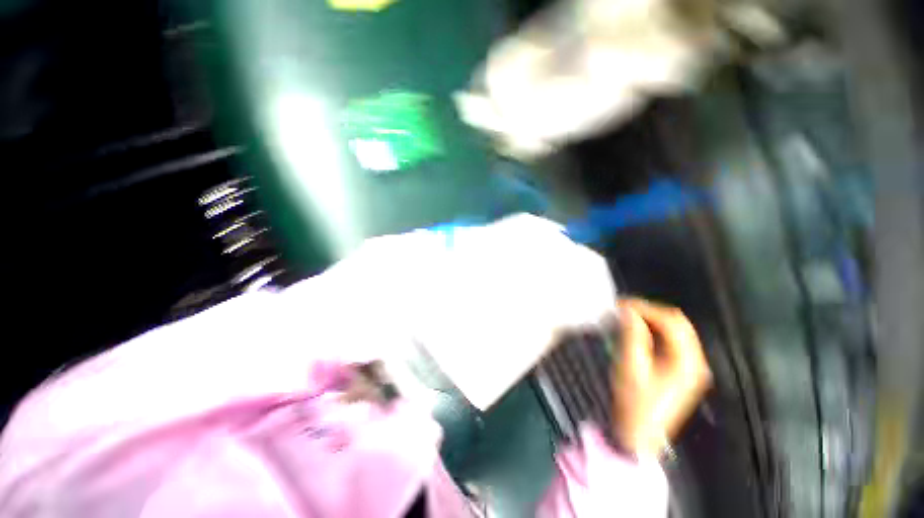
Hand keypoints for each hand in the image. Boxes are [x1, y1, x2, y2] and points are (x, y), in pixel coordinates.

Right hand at [610, 299, 711, 457]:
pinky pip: (672, 340)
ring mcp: (691, 365)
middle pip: (678, 323)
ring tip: (628, 316)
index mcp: (687, 362)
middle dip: (650, 311)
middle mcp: (695, 360)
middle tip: (624, 308)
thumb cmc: (635, 402)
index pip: (671, 322)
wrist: (641, 433)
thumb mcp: (630, 367)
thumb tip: (628, 311)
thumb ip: (632, 336)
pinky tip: (638, 330)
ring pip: (676, 330)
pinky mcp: (683, 369)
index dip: (646, 308)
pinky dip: (655, 330)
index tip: (621, 304)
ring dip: (652, 319)